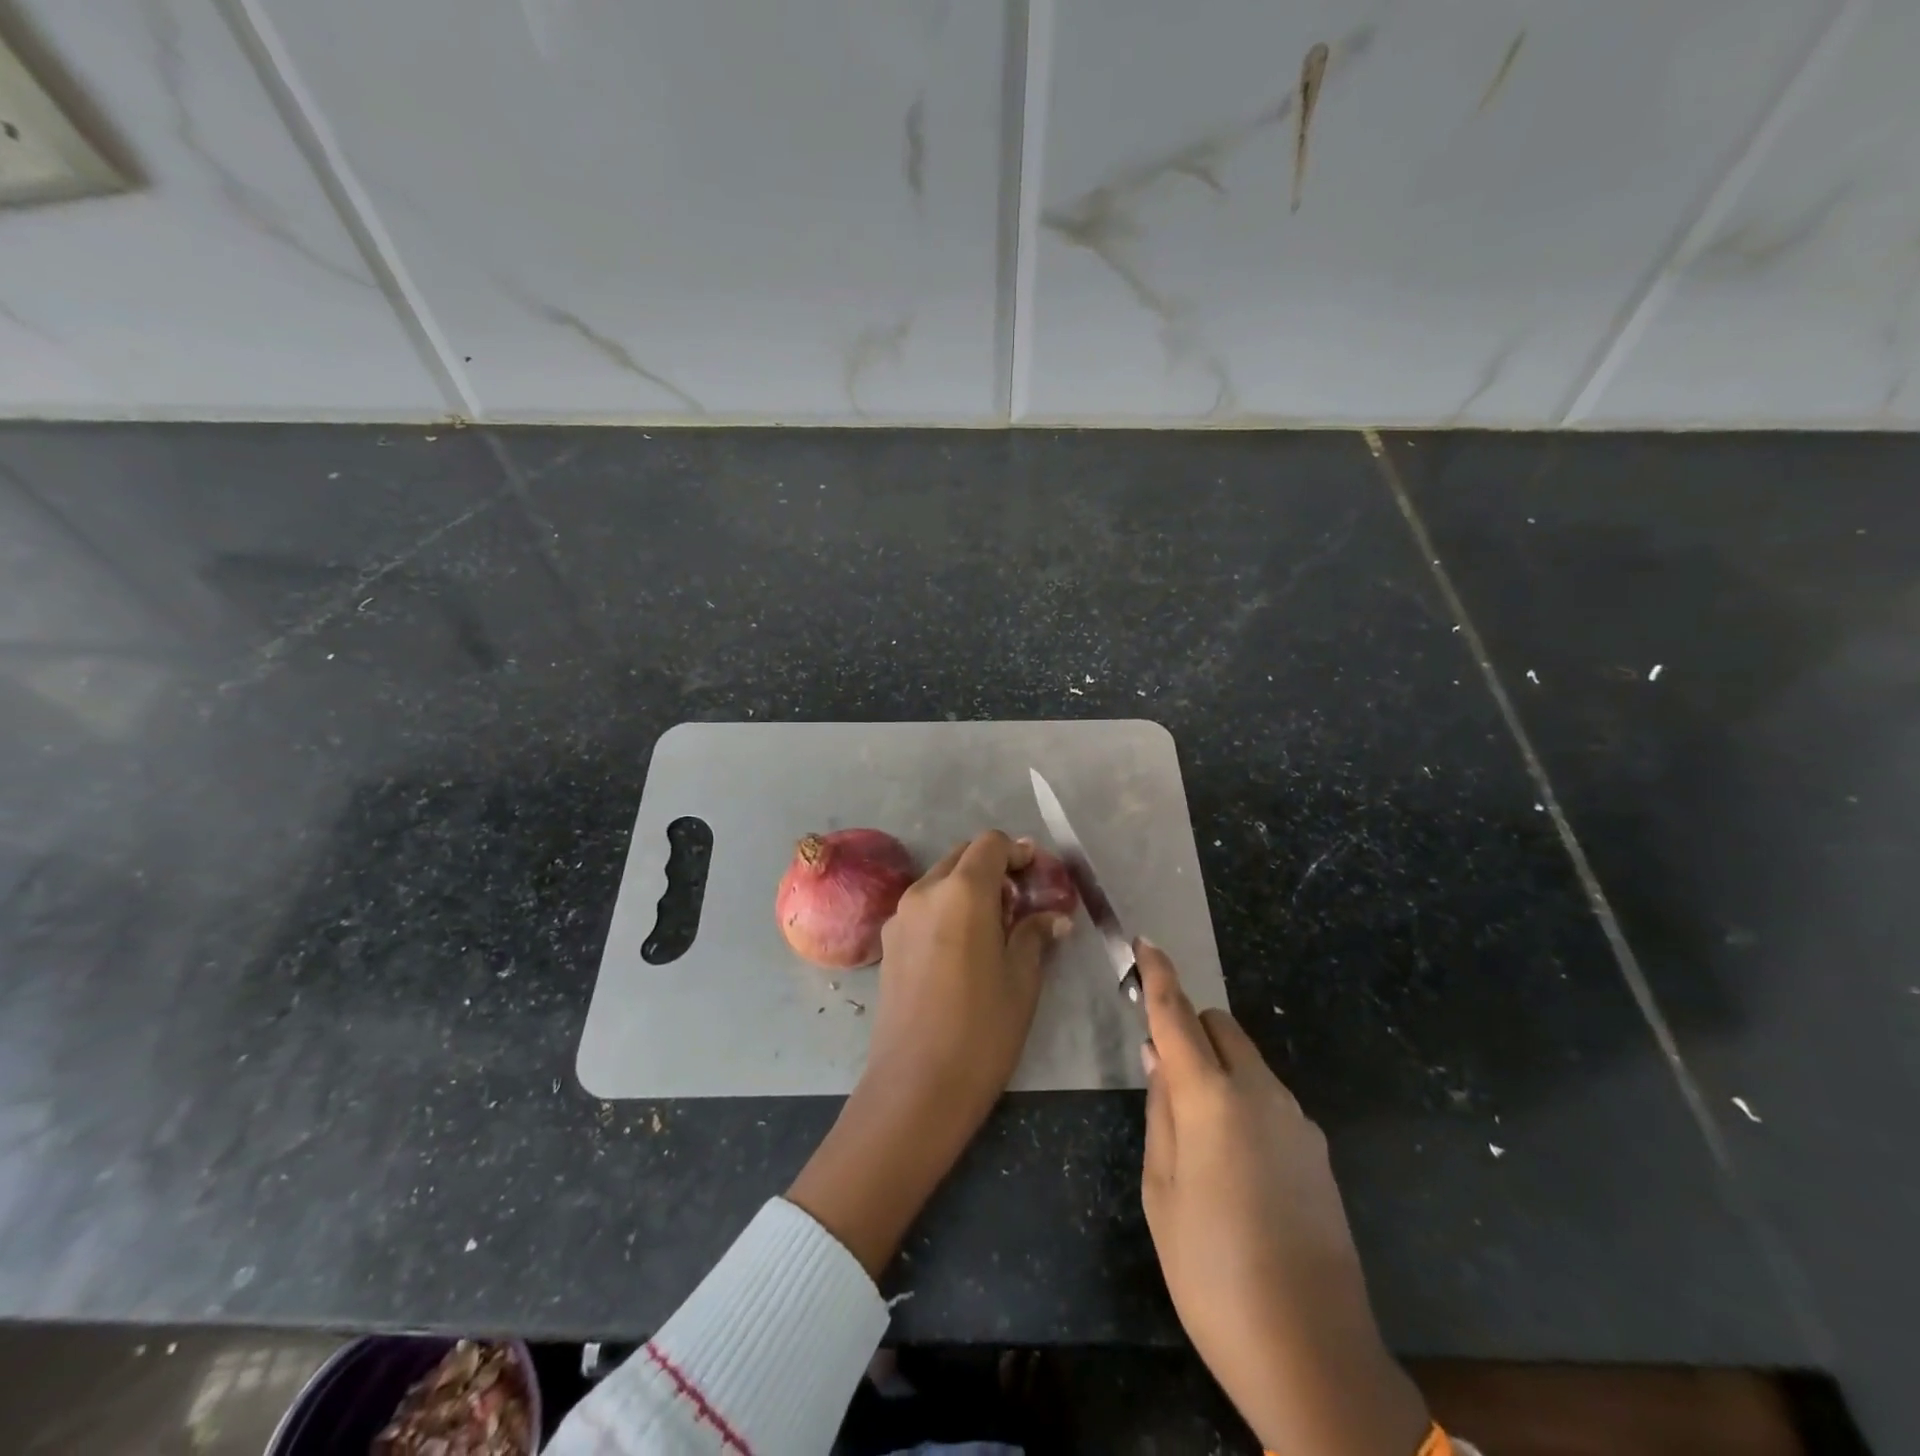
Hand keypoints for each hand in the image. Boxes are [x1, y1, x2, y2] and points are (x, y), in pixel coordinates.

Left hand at [788, 830, 1070, 1277]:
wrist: (915, 1086)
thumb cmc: (981, 1030)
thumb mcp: (1022, 980)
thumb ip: (1035, 935)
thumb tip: (1054, 917)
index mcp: (962, 891)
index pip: (991, 844)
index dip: (1018, 852)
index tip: (1038, 875)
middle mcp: (925, 891)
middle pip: (963, 856)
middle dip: (994, 867)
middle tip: (1022, 900)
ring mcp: (900, 915)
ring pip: (940, 880)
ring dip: (969, 887)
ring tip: (996, 925)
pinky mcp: (888, 941)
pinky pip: (923, 906)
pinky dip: (947, 908)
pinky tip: (965, 946)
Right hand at [1137, 941, 1429, 1455]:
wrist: (1314, 1355)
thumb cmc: (1212, 1273)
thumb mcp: (1161, 1191)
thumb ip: (1160, 1111)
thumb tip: (1158, 1056)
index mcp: (1211, 1099)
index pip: (1177, 1015)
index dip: (1157, 976)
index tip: (1144, 943)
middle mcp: (1260, 1093)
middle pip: (1219, 1026)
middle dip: (1188, 1029)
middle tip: (1162, 1072)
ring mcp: (1297, 1120)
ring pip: (1247, 1061)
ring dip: (1216, 1066)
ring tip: (1196, 1131)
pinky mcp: (1318, 1149)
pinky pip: (1269, 1097)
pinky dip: (1243, 1098)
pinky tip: (1235, 1162)